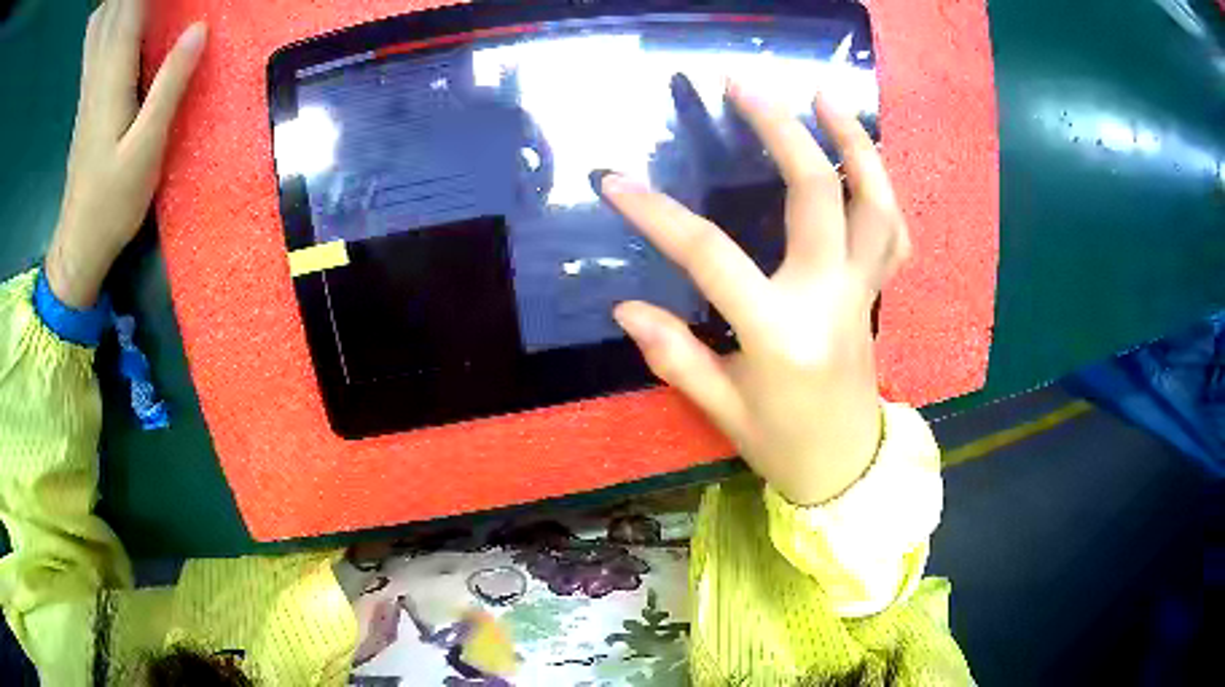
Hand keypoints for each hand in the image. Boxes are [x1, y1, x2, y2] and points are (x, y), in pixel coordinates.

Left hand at [46, 0, 205, 308]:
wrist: (78, 244)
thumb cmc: (112, 203)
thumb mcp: (147, 149)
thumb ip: (170, 85)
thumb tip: (199, 28)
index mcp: (112, 78)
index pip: (131, 9)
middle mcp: (98, 74)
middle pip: (112, 12)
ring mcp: (89, 85)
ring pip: (99, 26)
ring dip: (111, 3)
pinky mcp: (87, 97)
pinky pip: (92, 45)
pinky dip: (99, 21)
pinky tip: (102, 12)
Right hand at [602, 80, 910, 505]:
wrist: (847, 466)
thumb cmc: (781, 444)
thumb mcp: (721, 406)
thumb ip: (674, 354)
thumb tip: (624, 307)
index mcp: (780, 333)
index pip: (711, 258)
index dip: (657, 216)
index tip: (615, 182)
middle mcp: (829, 298)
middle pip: (815, 195)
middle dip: (779, 130)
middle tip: (744, 85)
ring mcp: (862, 292)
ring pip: (874, 203)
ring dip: (854, 143)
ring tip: (826, 97)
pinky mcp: (877, 293)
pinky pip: (893, 232)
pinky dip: (881, 189)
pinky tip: (860, 159)